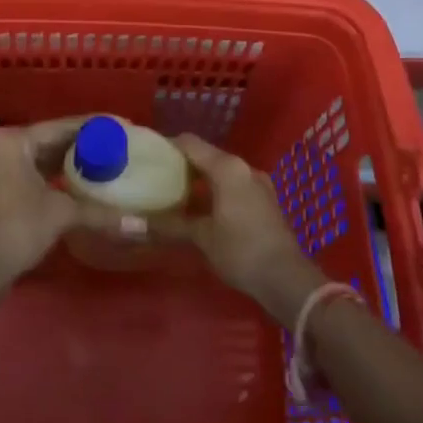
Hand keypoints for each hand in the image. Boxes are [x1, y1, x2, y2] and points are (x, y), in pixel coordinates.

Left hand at [0, 117, 111, 289]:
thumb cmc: (16, 229)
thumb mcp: (61, 214)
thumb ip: (100, 213)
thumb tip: (141, 226)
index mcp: (12, 140)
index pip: (60, 126)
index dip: (93, 127)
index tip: (121, 127)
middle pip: (48, 140)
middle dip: (80, 146)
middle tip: (115, 147)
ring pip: (37, 158)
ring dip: (65, 163)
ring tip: (101, 164)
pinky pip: (27, 174)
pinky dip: (49, 177)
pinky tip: (74, 185)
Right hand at [150, 135, 323, 323]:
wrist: (286, 278)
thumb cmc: (240, 250)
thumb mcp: (202, 237)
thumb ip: (171, 225)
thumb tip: (136, 222)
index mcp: (227, 168)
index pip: (190, 143)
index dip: (168, 145)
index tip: (149, 156)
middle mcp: (243, 167)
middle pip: (206, 155)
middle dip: (182, 164)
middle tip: (158, 177)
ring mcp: (257, 182)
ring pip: (221, 171)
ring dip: (199, 179)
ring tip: (176, 194)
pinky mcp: (265, 199)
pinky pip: (233, 184)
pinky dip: (215, 191)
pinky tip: (202, 209)